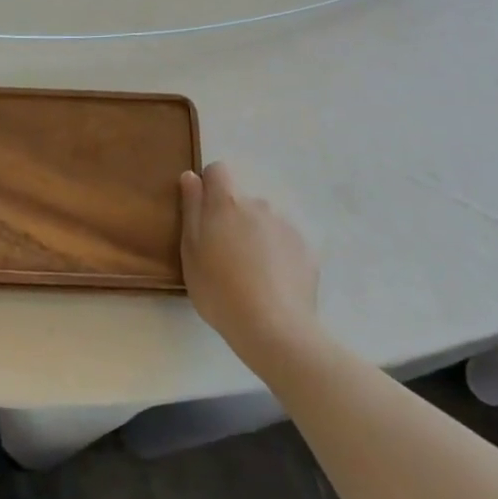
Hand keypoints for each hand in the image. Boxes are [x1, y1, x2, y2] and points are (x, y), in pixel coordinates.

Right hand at [180, 162, 321, 375]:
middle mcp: (260, 204)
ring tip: (251, 274)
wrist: (274, 328)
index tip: (204, 215)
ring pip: (264, 221)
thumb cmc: (219, 290)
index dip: (210, 187)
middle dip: (233, 218)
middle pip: (241, 200)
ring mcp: (286, 226)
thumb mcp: (190, 252)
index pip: (218, 170)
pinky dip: (278, 255)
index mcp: (227, 203)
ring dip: (256, 236)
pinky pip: (285, 242)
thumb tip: (191, 176)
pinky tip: (273, 284)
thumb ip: (191, 209)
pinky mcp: (307, 249)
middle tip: (224, 256)